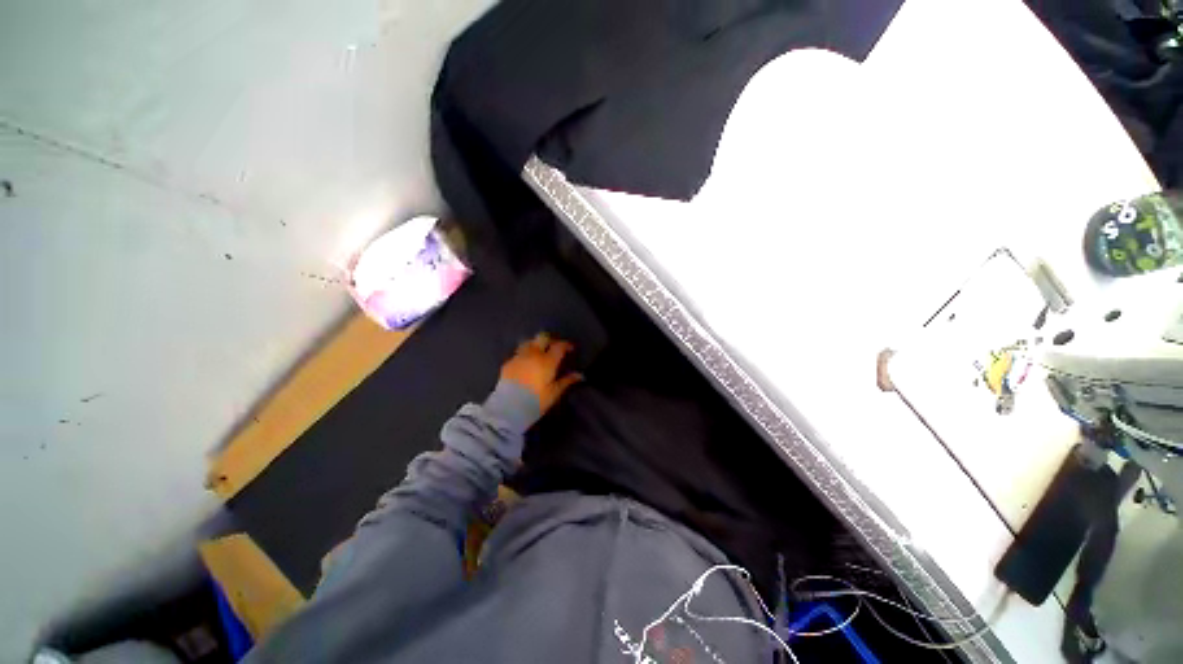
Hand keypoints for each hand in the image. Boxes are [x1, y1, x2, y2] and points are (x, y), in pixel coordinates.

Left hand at [500, 333, 582, 413]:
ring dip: (536, 344)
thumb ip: (567, 381)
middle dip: (551, 340)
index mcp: (547, 361)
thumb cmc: (535, 401)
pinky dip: (525, 354)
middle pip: (543, 337)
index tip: (571, 348)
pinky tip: (526, 363)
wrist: (508, 408)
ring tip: (539, 352)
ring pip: (529, 342)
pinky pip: (518, 353)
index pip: (559, 346)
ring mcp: (519, 357)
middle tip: (555, 348)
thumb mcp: (554, 393)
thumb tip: (580, 375)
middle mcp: (533, 354)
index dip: (567, 345)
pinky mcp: (508, 363)